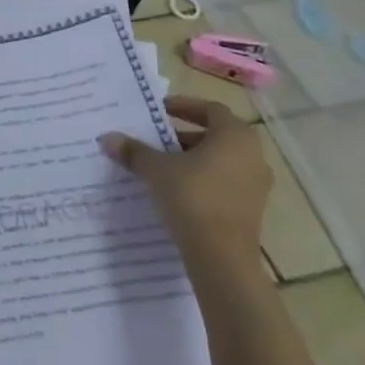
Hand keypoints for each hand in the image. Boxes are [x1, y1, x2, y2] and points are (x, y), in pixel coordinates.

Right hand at [100, 97, 268, 271]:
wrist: (222, 258)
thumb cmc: (192, 198)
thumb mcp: (156, 169)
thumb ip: (133, 151)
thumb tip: (107, 138)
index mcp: (235, 136)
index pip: (211, 109)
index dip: (185, 106)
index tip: (160, 111)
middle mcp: (253, 156)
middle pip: (217, 135)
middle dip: (185, 135)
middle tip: (158, 139)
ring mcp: (257, 186)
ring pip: (222, 161)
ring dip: (194, 159)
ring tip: (164, 166)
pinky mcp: (252, 211)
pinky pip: (226, 184)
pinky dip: (204, 180)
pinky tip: (178, 192)